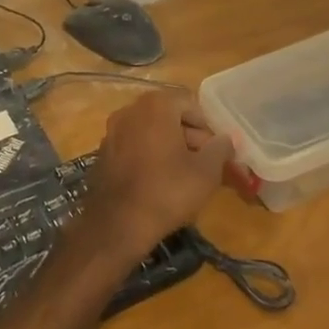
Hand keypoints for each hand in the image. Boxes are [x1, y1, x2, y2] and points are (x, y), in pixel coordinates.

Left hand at [83, 90, 230, 262]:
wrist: (118, 224)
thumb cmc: (168, 191)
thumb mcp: (207, 171)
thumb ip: (220, 148)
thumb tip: (225, 139)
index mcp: (156, 106)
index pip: (190, 104)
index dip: (207, 127)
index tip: (216, 150)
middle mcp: (130, 110)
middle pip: (169, 116)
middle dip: (190, 137)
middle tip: (206, 164)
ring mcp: (112, 132)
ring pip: (150, 132)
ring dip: (170, 147)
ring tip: (186, 175)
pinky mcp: (103, 153)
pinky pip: (134, 147)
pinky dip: (149, 157)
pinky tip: (159, 182)